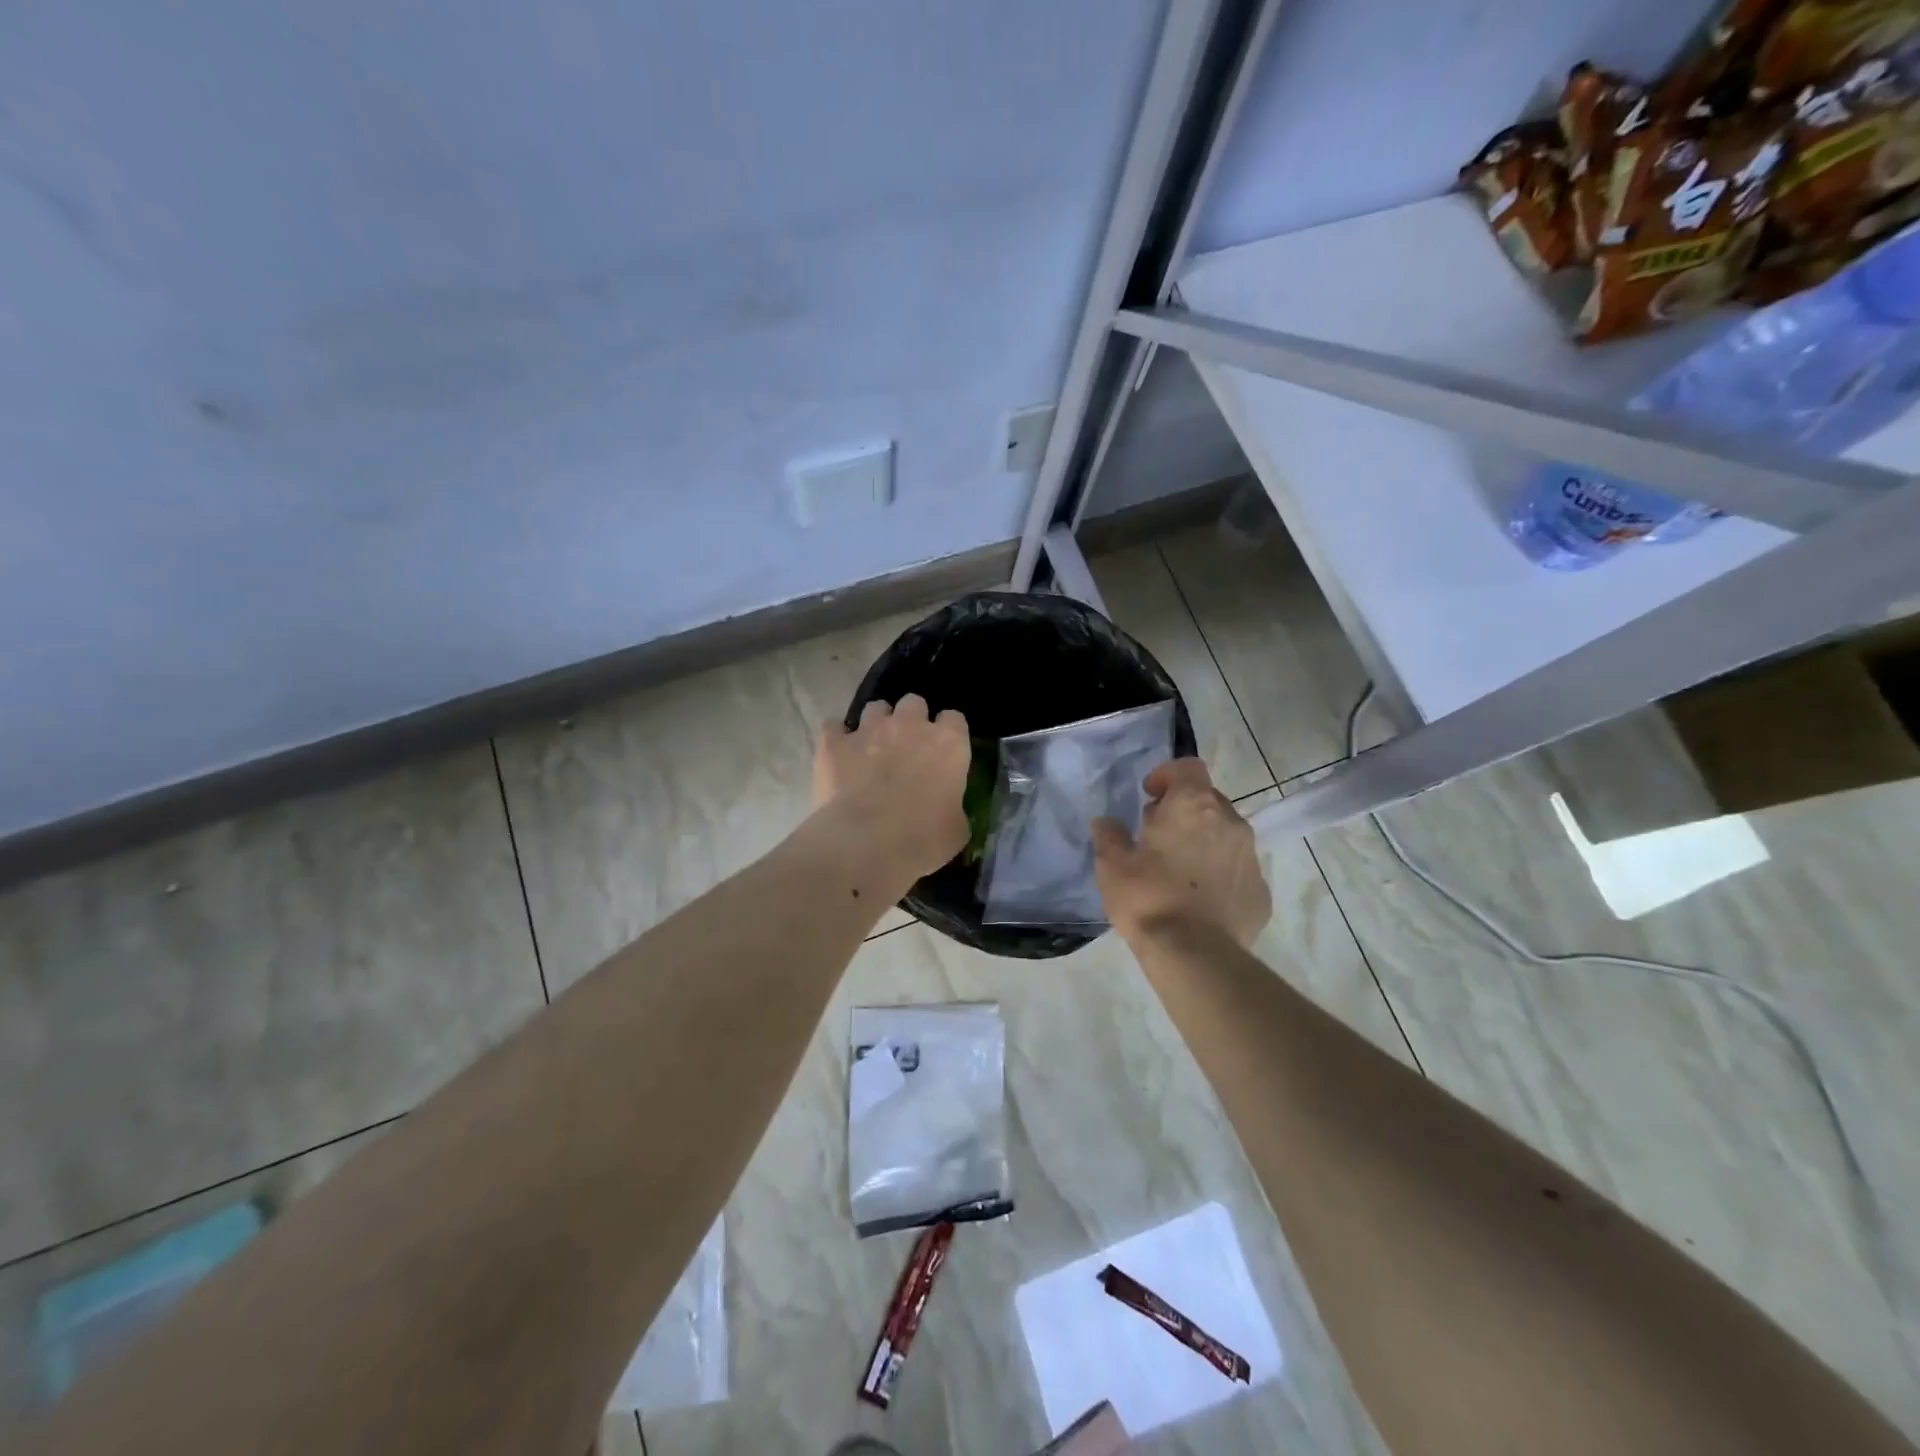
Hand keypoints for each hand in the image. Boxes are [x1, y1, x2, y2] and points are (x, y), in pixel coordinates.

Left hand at [815, 695, 970, 879]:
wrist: (864, 844)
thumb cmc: (921, 839)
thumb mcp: (956, 830)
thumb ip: (954, 807)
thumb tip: (948, 810)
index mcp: (948, 744)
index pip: (954, 719)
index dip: (948, 733)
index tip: (944, 751)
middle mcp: (910, 726)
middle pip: (914, 703)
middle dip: (912, 719)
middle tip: (908, 747)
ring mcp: (869, 730)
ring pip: (875, 708)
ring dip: (876, 723)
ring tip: (872, 747)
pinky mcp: (834, 743)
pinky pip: (833, 727)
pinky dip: (836, 738)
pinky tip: (838, 754)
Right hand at [1093, 758, 1270, 947]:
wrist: (1193, 955)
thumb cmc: (1148, 897)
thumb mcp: (1112, 864)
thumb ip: (1109, 836)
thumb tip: (1106, 823)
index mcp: (1194, 806)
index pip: (1188, 767)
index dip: (1167, 776)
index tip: (1149, 797)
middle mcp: (1230, 822)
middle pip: (1208, 800)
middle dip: (1184, 812)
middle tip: (1157, 837)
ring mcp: (1251, 858)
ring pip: (1226, 836)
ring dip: (1204, 843)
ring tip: (1179, 872)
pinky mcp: (1261, 892)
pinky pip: (1238, 871)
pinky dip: (1220, 876)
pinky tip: (1199, 901)